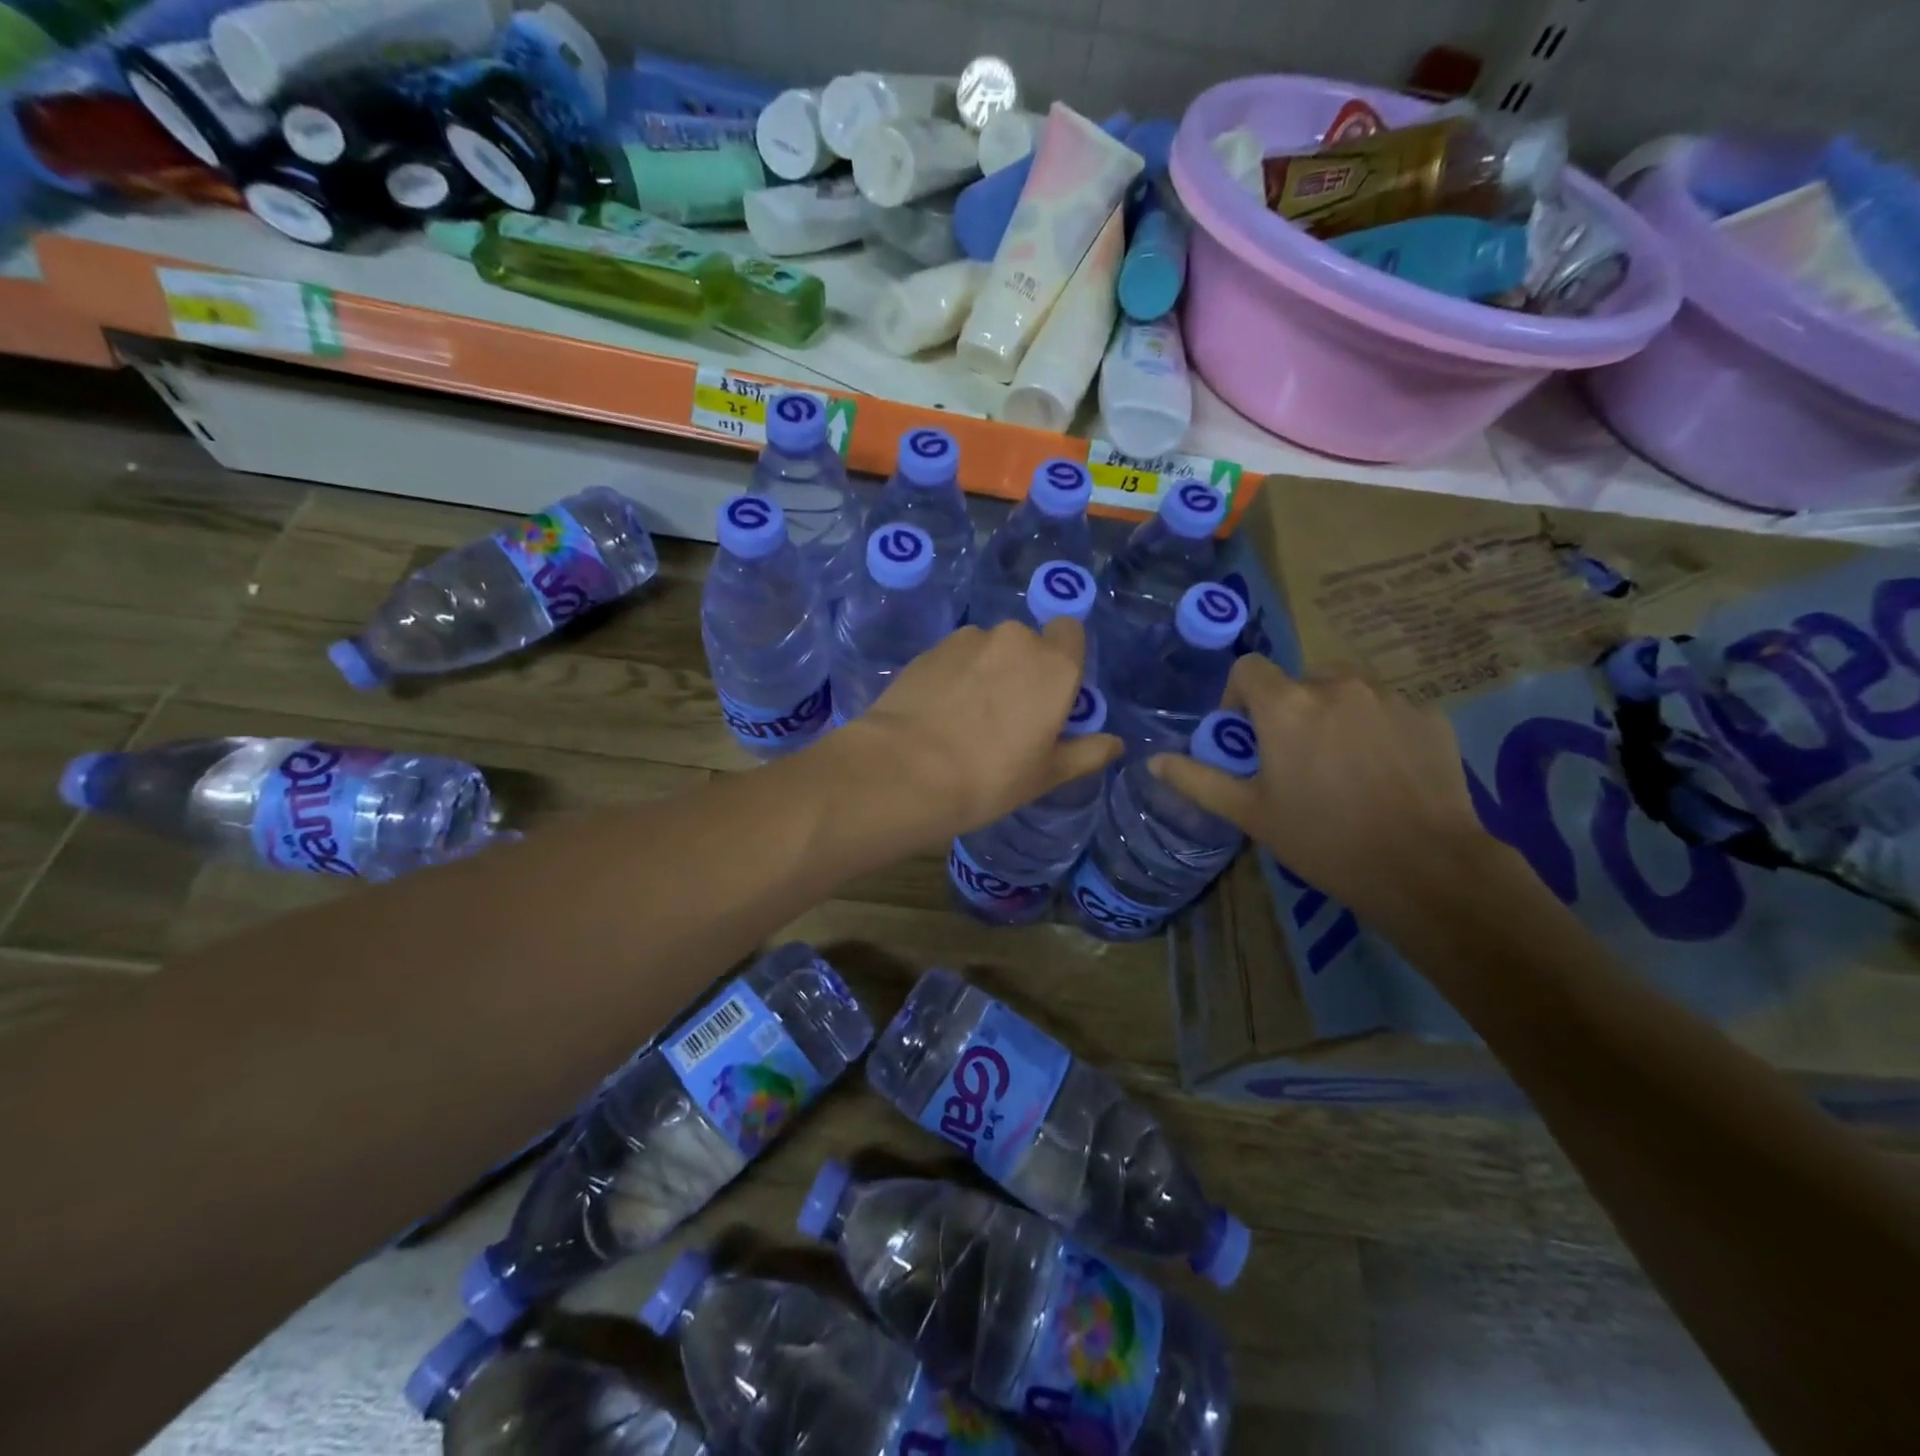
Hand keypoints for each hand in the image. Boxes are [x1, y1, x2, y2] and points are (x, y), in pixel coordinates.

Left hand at [843, 617, 1121, 844]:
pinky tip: (938, 712)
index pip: (1071, 632)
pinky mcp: (929, 650)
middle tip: (1007, 716)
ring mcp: (966, 640)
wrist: (906, 770)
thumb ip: (1086, 752)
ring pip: (988, 649)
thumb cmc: (990, 777)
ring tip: (965, 717)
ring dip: (985, 670)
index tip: (1051, 693)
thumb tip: (1115, 744)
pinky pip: (954, 657)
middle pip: (1027, 643)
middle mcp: (1014, 640)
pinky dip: (953, 676)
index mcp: (1054, 664)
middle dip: (1022, 669)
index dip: (1064, 657)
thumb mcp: (1046, 775)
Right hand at [1149, 655, 1496, 922]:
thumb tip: (1154, 761)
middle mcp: (1337, 686)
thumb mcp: (1250, 813)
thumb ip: (1198, 780)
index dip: (1238, 695)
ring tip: (1341, 763)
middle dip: (1289, 709)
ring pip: (1346, 690)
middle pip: (1298, 680)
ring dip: (1333, 714)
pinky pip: (1388, 708)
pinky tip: (1384, 772)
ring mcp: (1389, 697)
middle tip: (1294, 757)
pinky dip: (1375, 728)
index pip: (1248, 668)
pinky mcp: (1429, 715)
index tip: (1245, 733)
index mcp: (1287, 706)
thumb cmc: (1323, 840)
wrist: (1424, 867)